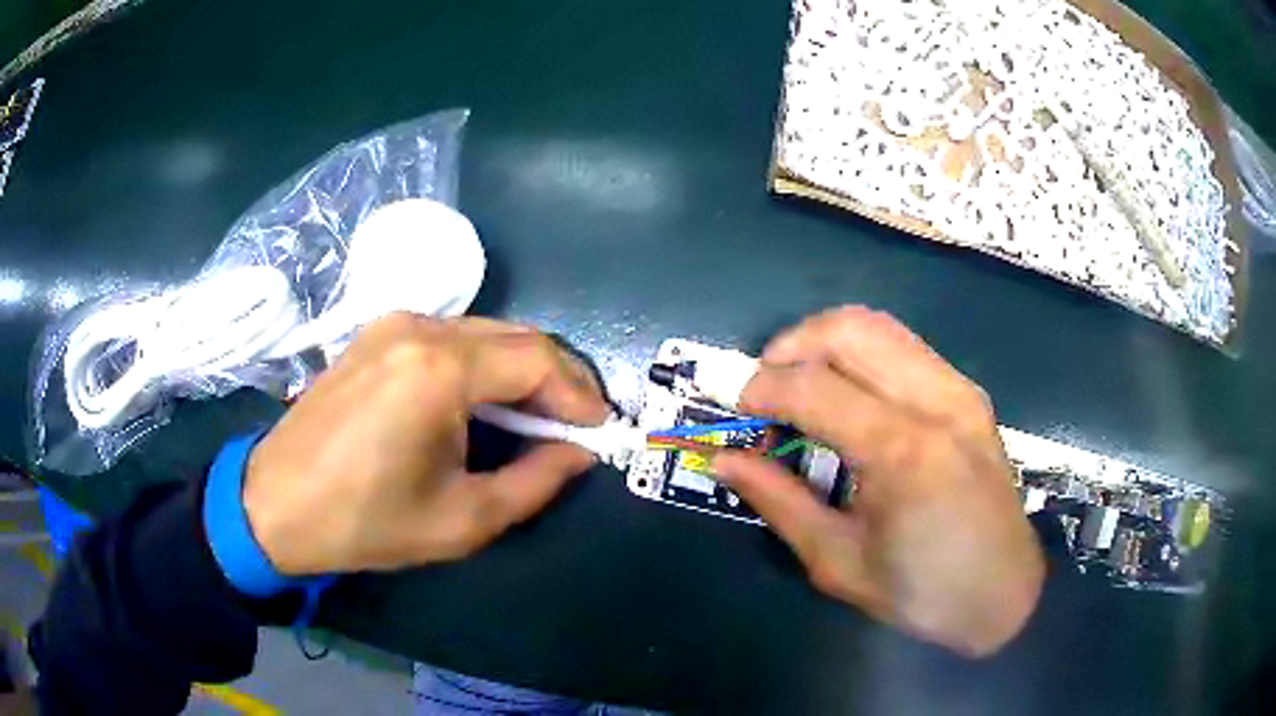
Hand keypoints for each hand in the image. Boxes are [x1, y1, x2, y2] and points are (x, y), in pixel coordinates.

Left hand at [242, 314, 607, 575]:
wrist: (276, 503)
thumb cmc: (366, 521)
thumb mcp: (462, 519)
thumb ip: (535, 482)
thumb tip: (579, 454)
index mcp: (439, 368)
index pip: (537, 359)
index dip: (578, 393)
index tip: (599, 430)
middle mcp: (419, 326)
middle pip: (514, 337)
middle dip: (555, 379)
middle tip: (574, 425)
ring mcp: (392, 323)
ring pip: (483, 333)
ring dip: (519, 370)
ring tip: (536, 418)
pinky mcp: (375, 335)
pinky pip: (448, 338)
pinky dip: (481, 365)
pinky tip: (482, 403)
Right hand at [713, 307, 1043, 656]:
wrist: (1003, 593)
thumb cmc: (921, 592)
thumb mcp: (838, 561)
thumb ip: (779, 501)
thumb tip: (724, 459)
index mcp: (903, 452)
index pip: (813, 385)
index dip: (762, 391)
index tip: (740, 418)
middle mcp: (935, 401)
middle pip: (847, 329)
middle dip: (790, 347)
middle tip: (766, 392)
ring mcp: (959, 389)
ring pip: (878, 325)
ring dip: (824, 341)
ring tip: (801, 385)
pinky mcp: (969, 392)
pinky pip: (904, 346)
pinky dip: (861, 354)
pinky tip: (849, 394)